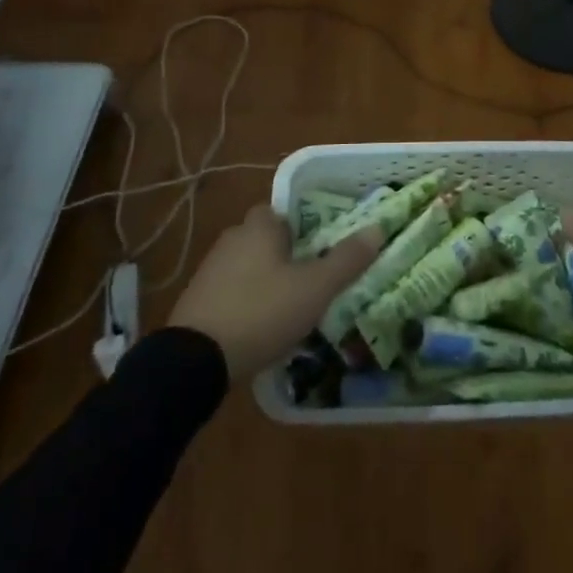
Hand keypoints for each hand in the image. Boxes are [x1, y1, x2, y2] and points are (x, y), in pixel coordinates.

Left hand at [169, 205, 380, 378]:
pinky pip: (232, 291)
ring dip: (267, 280)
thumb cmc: (262, 312)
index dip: (305, 226)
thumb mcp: (315, 288)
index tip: (323, 246)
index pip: (284, 211)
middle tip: (313, 278)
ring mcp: (210, 270)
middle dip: (287, 254)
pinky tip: (262, 325)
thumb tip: (378, 228)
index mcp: (259, 227)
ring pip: (249, 265)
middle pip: (266, 238)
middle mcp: (232, 238)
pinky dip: (248, 301)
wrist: (195, 361)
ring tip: (292, 306)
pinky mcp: (197, 301)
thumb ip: (347, 259)